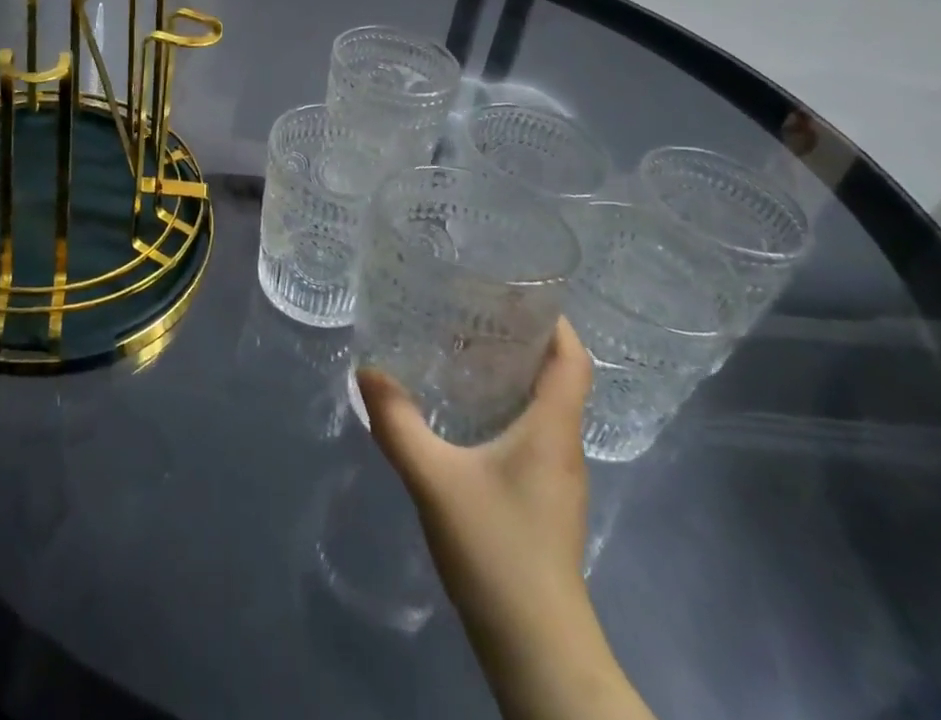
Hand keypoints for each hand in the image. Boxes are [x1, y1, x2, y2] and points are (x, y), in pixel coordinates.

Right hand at [357, 318, 592, 633]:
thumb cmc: (497, 551)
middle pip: (557, 377)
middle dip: (521, 338)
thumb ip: (397, 423)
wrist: (537, 651)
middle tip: (471, 308)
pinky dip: (504, 408)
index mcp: (552, 430)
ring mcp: (556, 479)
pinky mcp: (543, 502)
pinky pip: (530, 434)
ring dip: (511, 374)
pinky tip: (464, 412)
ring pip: (542, 407)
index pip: (572, 359)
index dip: (555, 320)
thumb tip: (367, 370)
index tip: (518, 289)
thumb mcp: (434, 480)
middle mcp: (563, 447)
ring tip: (461, 349)